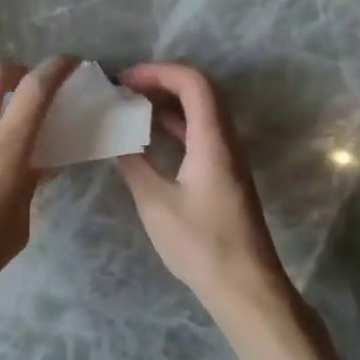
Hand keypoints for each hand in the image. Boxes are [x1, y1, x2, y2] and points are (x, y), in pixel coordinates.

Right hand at [117, 63, 293, 310]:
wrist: (245, 287)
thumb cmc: (201, 244)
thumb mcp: (156, 203)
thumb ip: (133, 164)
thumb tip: (114, 138)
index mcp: (212, 141)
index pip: (193, 83)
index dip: (158, 72)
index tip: (123, 81)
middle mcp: (225, 142)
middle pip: (198, 92)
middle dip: (159, 82)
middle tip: (122, 91)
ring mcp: (227, 159)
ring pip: (199, 113)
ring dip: (165, 104)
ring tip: (128, 109)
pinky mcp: (223, 176)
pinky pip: (198, 134)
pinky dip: (172, 126)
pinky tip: (146, 138)